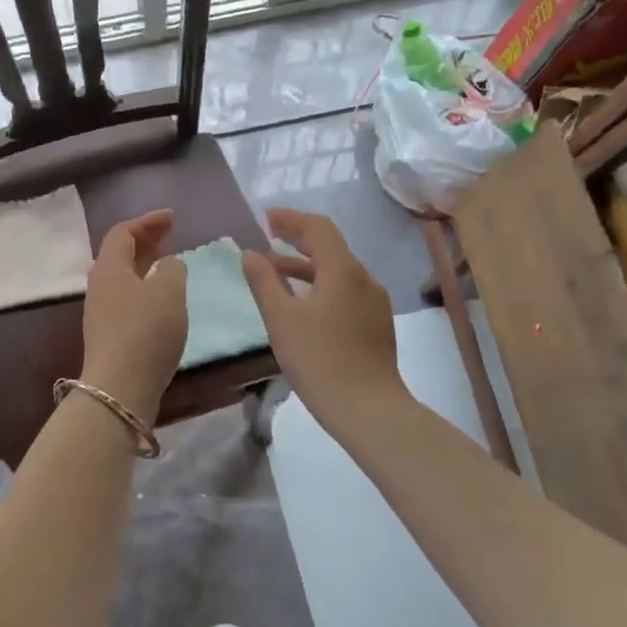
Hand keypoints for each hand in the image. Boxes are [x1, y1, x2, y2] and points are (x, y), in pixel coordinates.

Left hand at [81, 210, 188, 421]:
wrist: (119, 388)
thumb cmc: (145, 331)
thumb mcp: (168, 291)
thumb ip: (172, 269)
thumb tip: (167, 264)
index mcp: (109, 267)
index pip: (123, 232)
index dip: (147, 221)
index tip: (172, 218)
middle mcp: (99, 285)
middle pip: (120, 253)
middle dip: (146, 240)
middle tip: (171, 234)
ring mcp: (101, 312)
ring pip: (123, 277)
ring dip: (145, 265)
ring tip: (169, 264)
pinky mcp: (109, 335)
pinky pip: (127, 298)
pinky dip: (145, 288)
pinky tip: (162, 300)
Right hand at [242, 208, 402, 430]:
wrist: (367, 408)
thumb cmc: (318, 359)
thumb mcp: (280, 318)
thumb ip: (263, 281)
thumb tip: (250, 253)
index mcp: (343, 270)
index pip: (318, 228)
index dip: (291, 219)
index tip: (266, 218)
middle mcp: (364, 278)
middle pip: (331, 247)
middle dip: (298, 239)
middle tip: (269, 236)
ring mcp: (375, 302)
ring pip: (338, 271)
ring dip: (307, 265)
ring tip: (277, 272)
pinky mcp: (376, 324)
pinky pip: (346, 290)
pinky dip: (321, 285)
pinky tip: (304, 303)